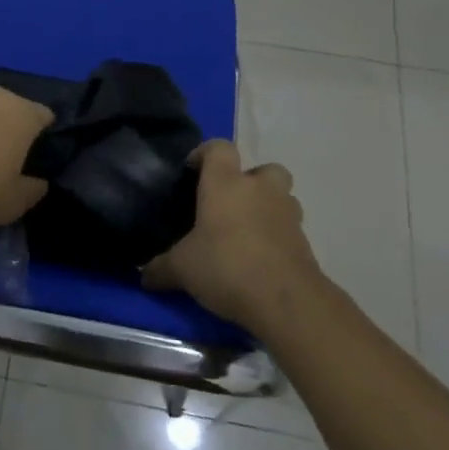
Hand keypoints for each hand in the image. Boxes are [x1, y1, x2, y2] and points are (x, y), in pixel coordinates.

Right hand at [143, 140, 321, 326]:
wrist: (286, 301)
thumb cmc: (226, 266)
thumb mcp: (182, 269)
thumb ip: (161, 268)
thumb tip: (143, 276)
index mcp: (226, 183)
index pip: (219, 148)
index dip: (205, 154)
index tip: (192, 172)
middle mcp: (260, 189)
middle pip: (263, 168)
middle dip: (250, 181)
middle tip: (230, 205)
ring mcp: (287, 214)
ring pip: (282, 197)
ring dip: (268, 207)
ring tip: (248, 233)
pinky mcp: (305, 242)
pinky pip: (289, 229)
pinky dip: (278, 237)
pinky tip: (262, 261)